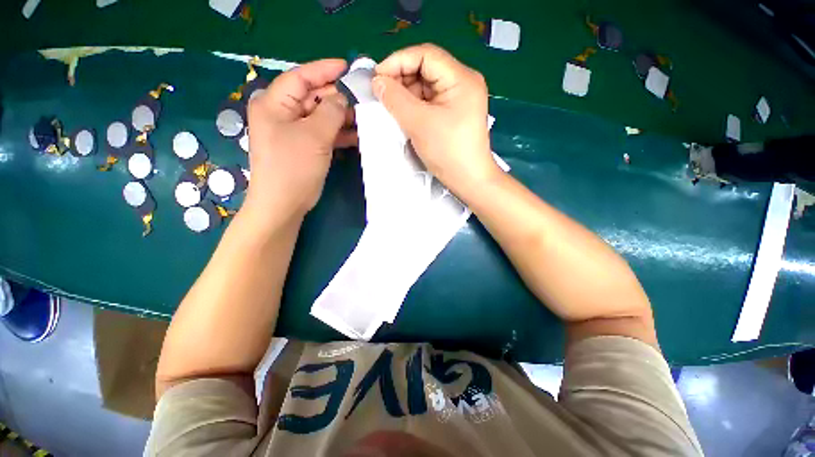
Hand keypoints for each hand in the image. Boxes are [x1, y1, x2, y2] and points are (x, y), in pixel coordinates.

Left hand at [243, 59, 355, 223]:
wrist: (284, 204)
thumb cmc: (293, 166)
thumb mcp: (314, 135)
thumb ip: (331, 112)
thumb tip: (343, 97)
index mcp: (274, 103)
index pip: (300, 77)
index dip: (324, 70)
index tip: (348, 67)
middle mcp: (282, 114)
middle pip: (312, 97)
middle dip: (337, 97)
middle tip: (362, 97)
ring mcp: (294, 132)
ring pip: (321, 116)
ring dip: (341, 117)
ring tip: (364, 117)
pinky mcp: (305, 147)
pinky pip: (323, 133)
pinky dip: (339, 133)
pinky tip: (356, 135)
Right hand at [373, 44, 498, 194]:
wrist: (469, 180)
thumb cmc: (448, 152)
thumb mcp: (419, 123)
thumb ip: (396, 99)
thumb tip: (377, 81)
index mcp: (461, 78)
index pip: (425, 55)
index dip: (398, 61)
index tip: (377, 78)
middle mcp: (462, 83)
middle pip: (426, 69)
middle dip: (401, 79)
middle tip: (382, 95)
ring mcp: (459, 99)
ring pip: (426, 87)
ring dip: (406, 94)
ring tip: (390, 108)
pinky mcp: (454, 113)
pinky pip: (430, 102)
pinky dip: (415, 106)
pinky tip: (403, 115)